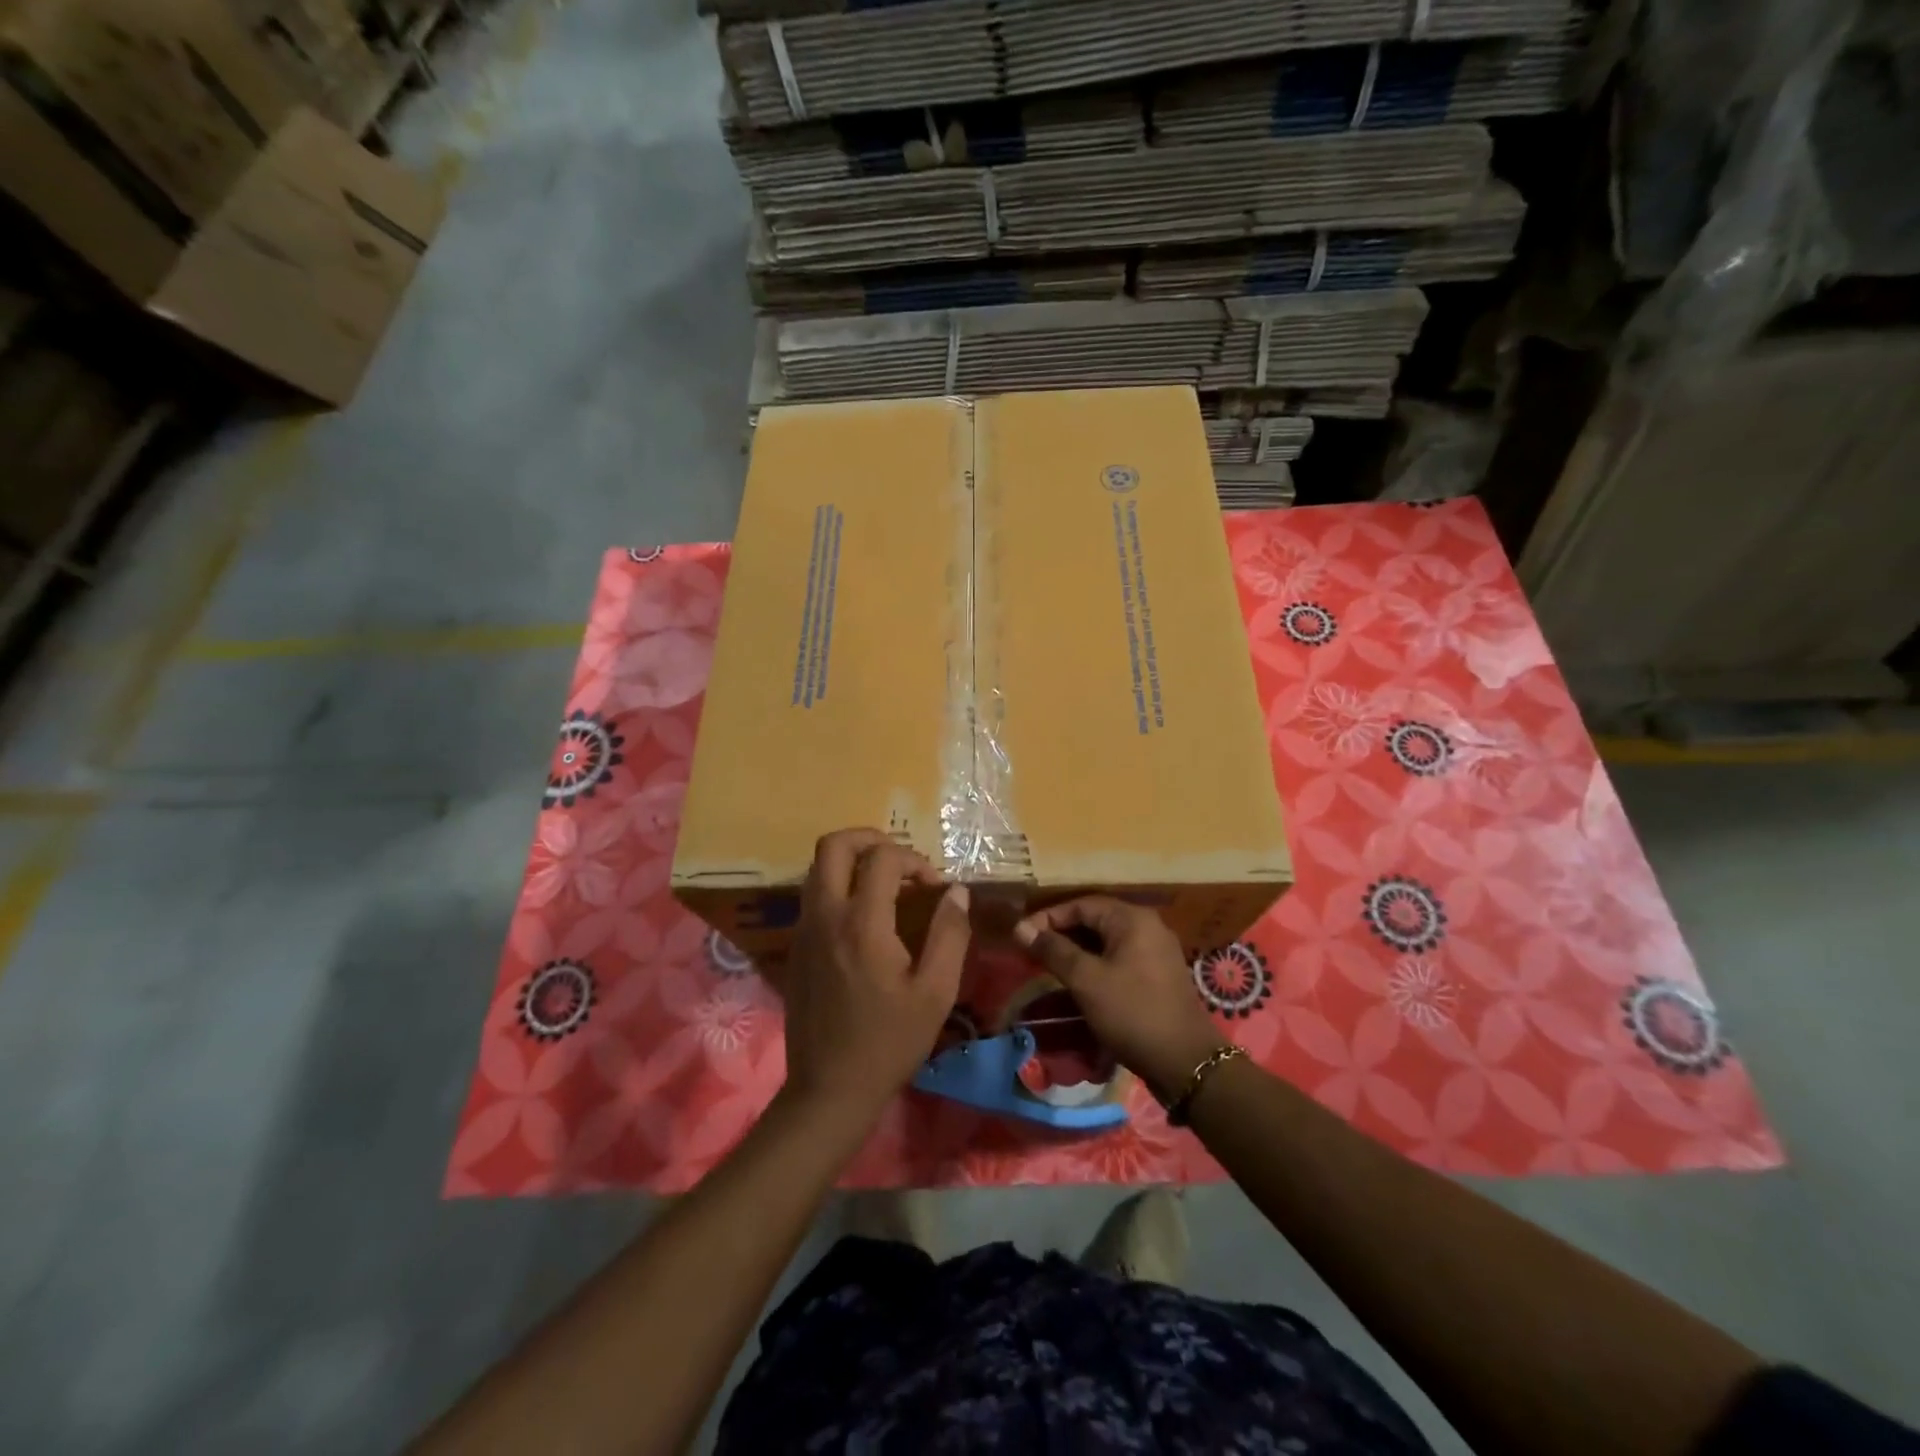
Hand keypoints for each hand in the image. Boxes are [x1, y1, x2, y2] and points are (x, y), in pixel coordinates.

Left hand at [781, 829, 971, 1123]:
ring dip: (852, 862)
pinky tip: (866, 919)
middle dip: (870, 839)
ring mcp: (804, 931)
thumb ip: (950, 934)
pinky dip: (839, 887)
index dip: (914, 860)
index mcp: (861, 923)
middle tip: (900, 861)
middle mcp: (825, 916)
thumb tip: (956, 891)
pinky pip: (813, 896)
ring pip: (817, 868)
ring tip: (886, 886)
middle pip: (833, 845)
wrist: (829, 1090)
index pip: (882, 858)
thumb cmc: (888, 1042)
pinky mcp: (796, 948)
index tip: (934, 888)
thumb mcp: (935, 992)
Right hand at [1014, 897, 1227, 1097]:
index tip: (1021, 936)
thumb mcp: (1086, 980)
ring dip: (1076, 951)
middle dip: (1061, 933)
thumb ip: (1053, 950)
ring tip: (1048, 967)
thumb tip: (1020, 928)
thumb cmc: (1132, 1013)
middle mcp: (1147, 926)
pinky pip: (1119, 958)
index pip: (1081, 904)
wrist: (1185, 1062)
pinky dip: (1095, 964)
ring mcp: (1156, 951)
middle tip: (1032, 951)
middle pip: (1094, 920)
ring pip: (1106, 941)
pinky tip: (1078, 982)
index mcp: (1132, 919)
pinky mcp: (1157, 975)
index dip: (1048, 918)